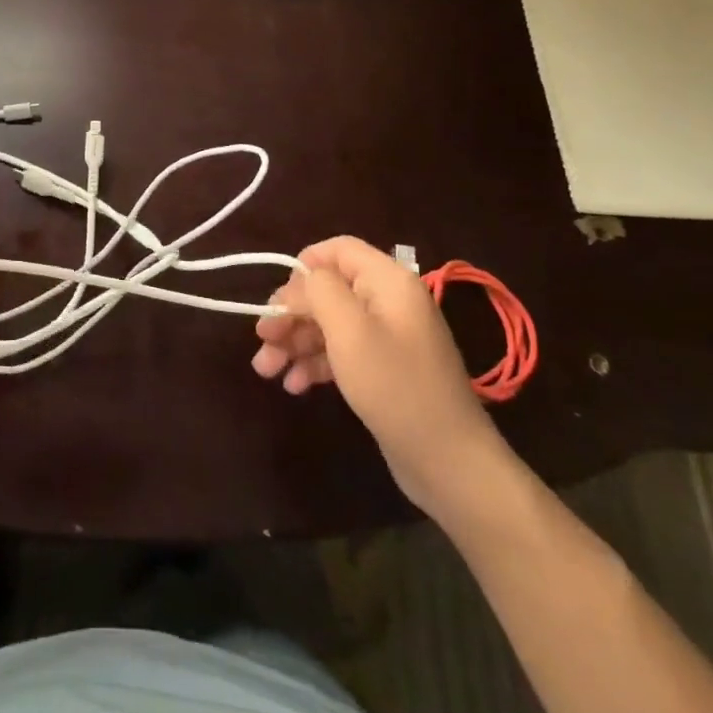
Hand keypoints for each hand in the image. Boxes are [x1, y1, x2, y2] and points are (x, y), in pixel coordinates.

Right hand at [253, 237, 516, 520]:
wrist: (449, 463)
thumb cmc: (394, 386)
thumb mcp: (349, 331)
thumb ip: (320, 290)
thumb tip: (303, 278)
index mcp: (388, 281)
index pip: (338, 249)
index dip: (303, 265)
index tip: (276, 297)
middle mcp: (388, 301)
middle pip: (328, 290)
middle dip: (291, 313)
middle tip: (262, 339)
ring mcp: (387, 337)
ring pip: (329, 324)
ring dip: (295, 341)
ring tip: (266, 370)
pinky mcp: (383, 370)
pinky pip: (341, 352)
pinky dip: (315, 363)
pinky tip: (293, 385)